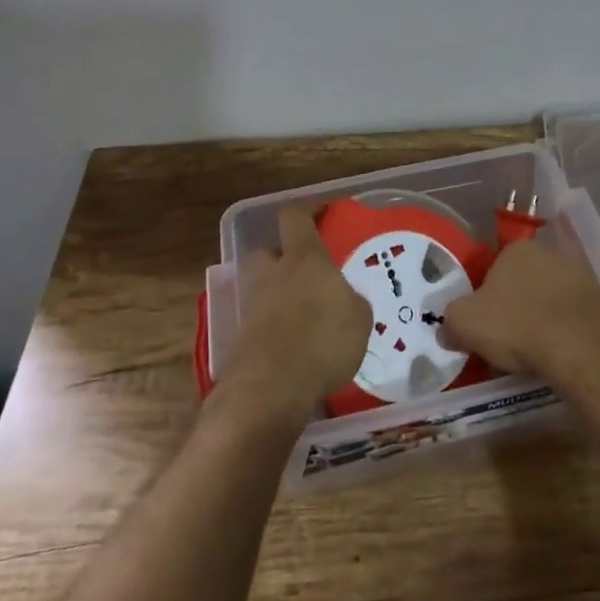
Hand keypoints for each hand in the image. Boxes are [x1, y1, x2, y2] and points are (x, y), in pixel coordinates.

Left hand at [220, 204, 371, 424]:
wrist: (269, 388)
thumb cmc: (322, 340)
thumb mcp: (359, 319)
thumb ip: (352, 301)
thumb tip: (345, 300)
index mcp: (303, 256)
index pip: (294, 217)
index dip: (306, 212)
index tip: (321, 214)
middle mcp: (272, 272)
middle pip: (270, 251)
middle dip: (284, 258)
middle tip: (307, 273)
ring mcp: (251, 304)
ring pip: (263, 287)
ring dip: (278, 295)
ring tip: (303, 316)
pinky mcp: (240, 337)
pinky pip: (260, 321)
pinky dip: (274, 328)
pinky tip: (293, 347)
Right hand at [442, 238, 599, 379]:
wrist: (582, 347)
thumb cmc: (517, 326)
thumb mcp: (466, 325)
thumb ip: (451, 322)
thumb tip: (447, 330)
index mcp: (516, 249)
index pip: (494, 268)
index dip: (486, 297)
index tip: (485, 324)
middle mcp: (549, 253)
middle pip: (524, 281)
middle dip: (516, 305)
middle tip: (508, 339)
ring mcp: (580, 276)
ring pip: (551, 297)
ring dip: (543, 318)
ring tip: (535, 352)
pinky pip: (575, 317)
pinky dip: (567, 332)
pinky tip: (560, 354)